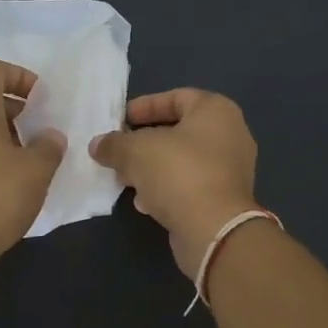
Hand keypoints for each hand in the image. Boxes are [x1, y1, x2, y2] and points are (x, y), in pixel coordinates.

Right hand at [89, 89, 258, 278]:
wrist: (214, 230)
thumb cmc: (179, 173)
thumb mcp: (136, 151)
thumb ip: (114, 144)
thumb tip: (98, 145)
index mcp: (216, 111)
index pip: (176, 97)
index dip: (144, 106)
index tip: (119, 121)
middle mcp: (229, 135)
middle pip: (178, 131)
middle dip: (143, 142)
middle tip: (118, 151)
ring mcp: (230, 169)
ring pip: (182, 160)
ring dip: (151, 168)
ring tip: (125, 178)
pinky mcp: (224, 199)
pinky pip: (189, 184)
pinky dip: (166, 188)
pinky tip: (144, 202)